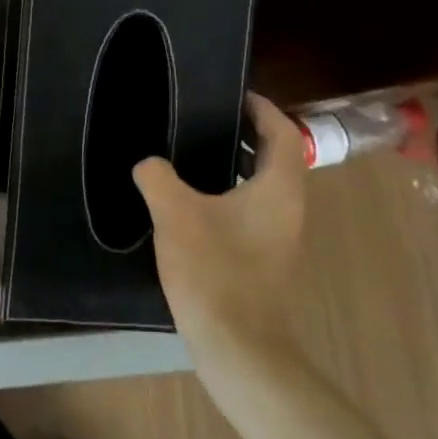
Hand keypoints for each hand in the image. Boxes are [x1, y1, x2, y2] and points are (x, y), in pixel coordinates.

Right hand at [134, 93, 306, 355]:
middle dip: (246, 132)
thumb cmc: (214, 271)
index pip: (282, 133)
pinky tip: (191, 198)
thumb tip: (149, 164)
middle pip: (275, 156)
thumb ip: (158, 177)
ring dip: (236, 162)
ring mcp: (278, 235)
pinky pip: (250, 207)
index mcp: (278, 189)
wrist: (236, 344)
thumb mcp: (175, 214)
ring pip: (262, 184)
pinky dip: (228, 190)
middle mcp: (288, 208)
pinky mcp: (263, 256)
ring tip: (193, 150)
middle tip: (205, 116)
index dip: (262, 109)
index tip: (233, 94)